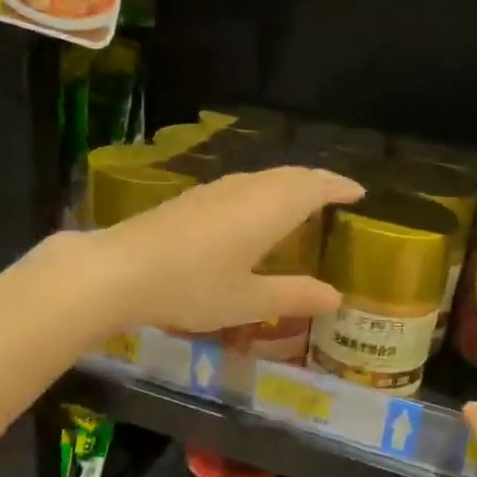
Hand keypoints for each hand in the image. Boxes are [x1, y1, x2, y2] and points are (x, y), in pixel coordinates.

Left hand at [93, 167, 363, 332]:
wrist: (119, 271)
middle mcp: (244, 190)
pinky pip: (239, 187)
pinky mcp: (188, 201)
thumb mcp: (248, 301)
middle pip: (289, 175)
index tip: (358, 192)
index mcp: (269, 208)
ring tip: (297, 204)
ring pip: (261, 178)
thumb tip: (336, 296)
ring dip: (285, 185)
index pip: (314, 186)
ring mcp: (212, 191)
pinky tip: (249, 215)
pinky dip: (260, 194)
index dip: (338, 187)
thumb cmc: (192, 287)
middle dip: (315, 182)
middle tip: (333, 196)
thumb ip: (293, 295)